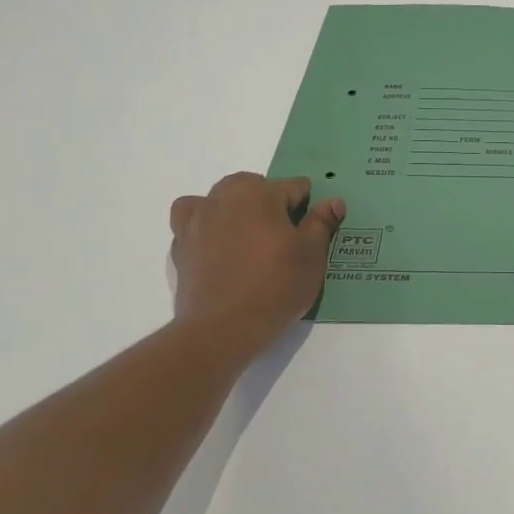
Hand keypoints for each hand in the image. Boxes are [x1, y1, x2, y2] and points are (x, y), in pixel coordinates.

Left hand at [169, 174, 344, 356]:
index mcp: (259, 194)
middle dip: (269, 199)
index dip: (308, 205)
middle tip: (284, 232)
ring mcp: (197, 221)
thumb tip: (332, 201)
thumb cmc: (276, 286)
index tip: (313, 227)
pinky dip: (205, 225)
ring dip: (233, 206)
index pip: (293, 186)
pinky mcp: (181, 246)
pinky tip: (218, 245)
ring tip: (247, 232)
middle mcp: (224, 198)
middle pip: (251, 185)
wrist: (222, 328)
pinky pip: (192, 221)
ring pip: (217, 198)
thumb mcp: (311, 255)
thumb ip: (321, 223)